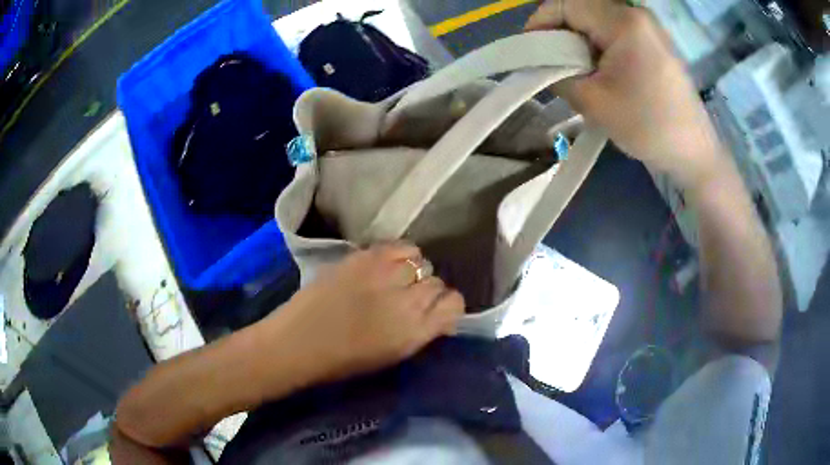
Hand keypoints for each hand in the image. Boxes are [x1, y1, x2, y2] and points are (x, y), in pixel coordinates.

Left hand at [263, 243, 463, 384]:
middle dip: (428, 289)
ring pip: (421, 261)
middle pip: (437, 282)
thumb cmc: (343, 361)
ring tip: (396, 278)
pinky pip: (400, 245)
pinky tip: (387, 264)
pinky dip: (400, 253)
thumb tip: (437, 315)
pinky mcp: (364, 258)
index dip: (448, 305)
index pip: (454, 304)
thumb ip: (420, 332)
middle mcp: (407, 301)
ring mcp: (384, 275)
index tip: (435, 308)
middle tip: (408, 296)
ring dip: (413, 270)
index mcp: (415, 333)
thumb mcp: (392, 355)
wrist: (297, 343)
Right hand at [526, 0, 726, 189]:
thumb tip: (541, 63)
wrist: (693, 151)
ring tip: (576, 71)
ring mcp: (648, 27)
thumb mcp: (593, 103)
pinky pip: (614, 31)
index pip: (565, 5)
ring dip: (579, 41)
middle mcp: (636, 14)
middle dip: (560, 33)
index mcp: (622, 22)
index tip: (530, 50)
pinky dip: (598, 45)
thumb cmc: (648, 127)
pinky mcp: (654, 40)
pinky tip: (600, 70)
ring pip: (597, 20)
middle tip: (552, 64)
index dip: (540, 22)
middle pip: (582, 9)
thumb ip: (557, 75)